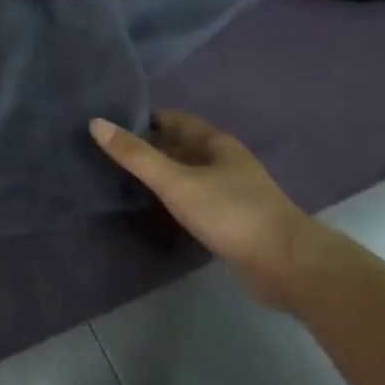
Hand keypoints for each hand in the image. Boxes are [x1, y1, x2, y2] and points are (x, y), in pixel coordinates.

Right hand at [90, 110, 332, 308]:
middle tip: (107, 148)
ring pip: (185, 172)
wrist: (289, 267)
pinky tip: (151, 204)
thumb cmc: (231, 213)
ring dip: (159, 172)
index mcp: (216, 143)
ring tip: (120, 174)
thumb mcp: (176, 181)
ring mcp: (230, 191)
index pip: (172, 119)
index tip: (109, 121)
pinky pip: (192, 197)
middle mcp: (224, 161)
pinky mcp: (230, 220)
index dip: (142, 117)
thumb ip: (135, 155)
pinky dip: (171, 196)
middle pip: (179, 145)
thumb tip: (95, 122)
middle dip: (147, 144)